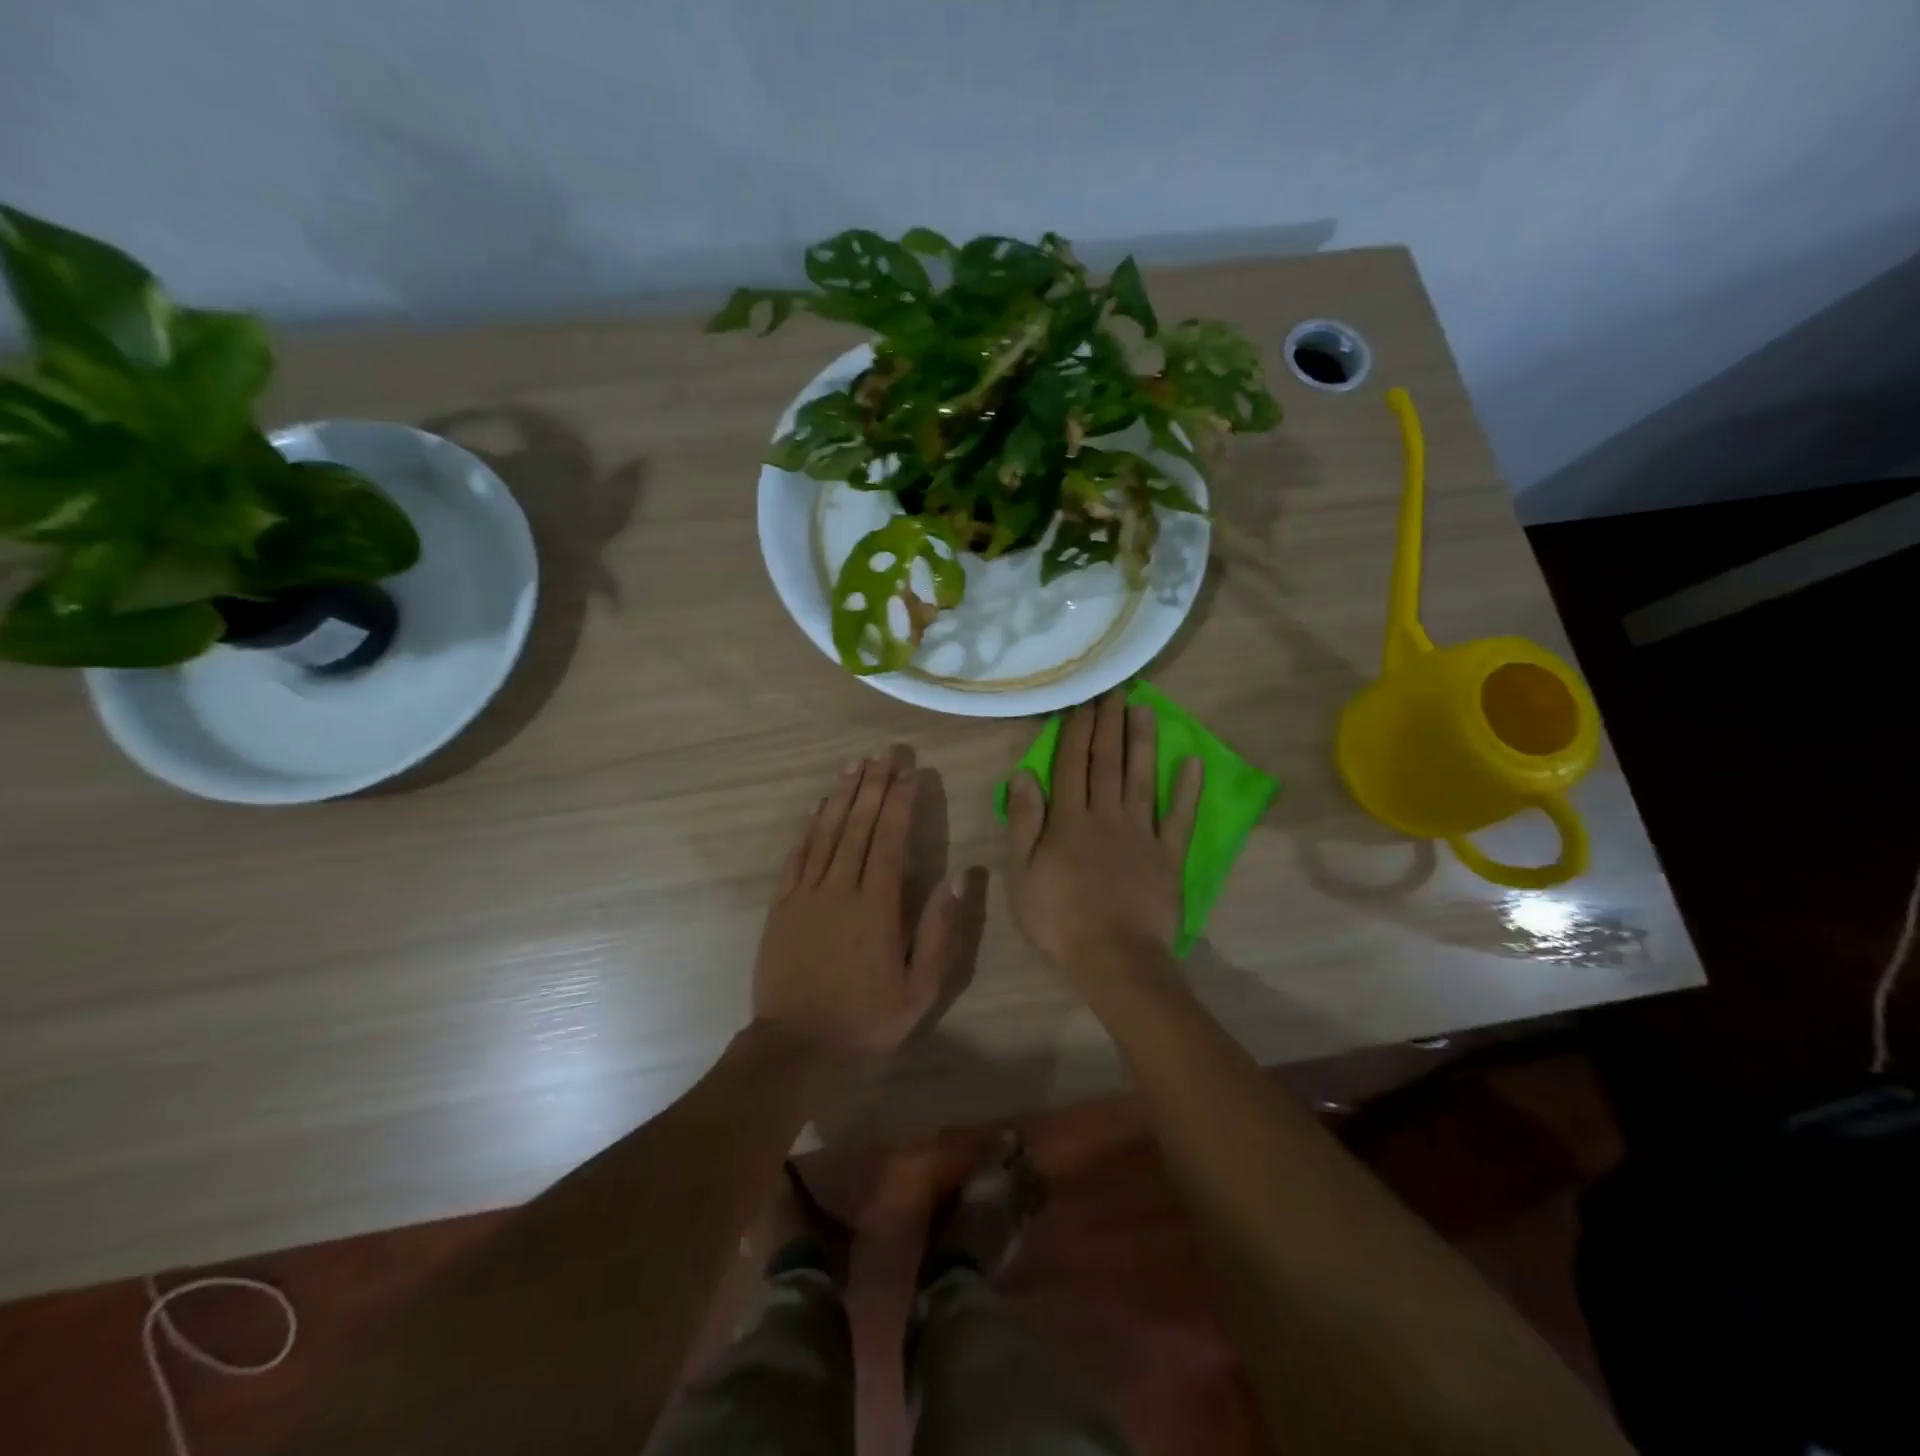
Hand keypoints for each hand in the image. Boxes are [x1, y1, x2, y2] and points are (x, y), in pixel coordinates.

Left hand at [754, 745, 985, 1060]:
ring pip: (826, 832)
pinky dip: (808, 827)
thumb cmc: (867, 1020)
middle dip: (873, 785)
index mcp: (876, 905)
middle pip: (857, 824)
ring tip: (854, 765)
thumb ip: (942, 930)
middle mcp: (839, 888)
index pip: (889, 838)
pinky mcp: (781, 907)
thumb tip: (961, 876)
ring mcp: (805, 895)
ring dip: (841, 796)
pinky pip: (796, 856)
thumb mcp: (921, 988)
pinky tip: (817, 807)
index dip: (900, 801)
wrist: (797, 1048)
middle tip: (884, 752)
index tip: (910, 772)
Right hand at [1005, 692, 1201, 983]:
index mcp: (1069, 820)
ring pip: (1142, 779)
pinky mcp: (1168, 856)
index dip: (1076, 730)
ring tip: (1144, 710)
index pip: (1071, 764)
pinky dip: (1188, 790)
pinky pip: (1180, 818)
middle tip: (1114, 689)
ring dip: (1143, 743)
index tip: (1082, 699)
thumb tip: (1024, 774)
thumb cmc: (1059, 920)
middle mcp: (1107, 815)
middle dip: (1109, 724)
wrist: (1114, 959)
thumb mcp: (1022, 874)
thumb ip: (1024, 822)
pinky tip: (1193, 762)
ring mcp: (1142, 834)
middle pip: (1107, 762)